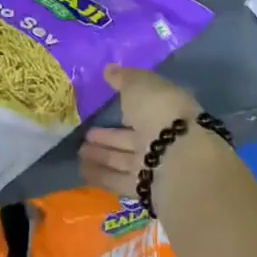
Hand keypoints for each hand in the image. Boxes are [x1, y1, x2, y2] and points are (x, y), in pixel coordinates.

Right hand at [79, 65, 201, 196]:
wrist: (177, 158)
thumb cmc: (160, 112)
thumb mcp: (141, 85)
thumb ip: (124, 78)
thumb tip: (110, 70)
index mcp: (167, 110)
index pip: (144, 108)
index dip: (124, 106)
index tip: (103, 105)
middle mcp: (163, 138)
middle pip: (131, 137)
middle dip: (108, 136)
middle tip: (84, 134)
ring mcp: (154, 163)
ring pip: (123, 159)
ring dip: (102, 155)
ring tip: (79, 152)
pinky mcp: (145, 187)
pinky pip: (118, 179)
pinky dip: (100, 175)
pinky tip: (81, 171)